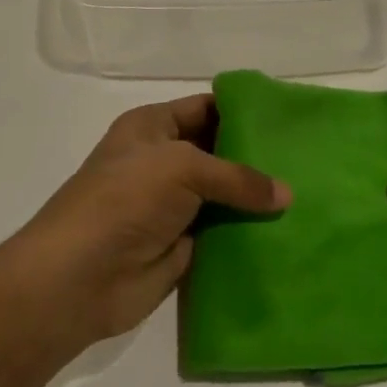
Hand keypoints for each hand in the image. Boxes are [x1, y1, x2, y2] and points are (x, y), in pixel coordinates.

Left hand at [0, 95, 290, 351]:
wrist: (78, 278)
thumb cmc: (125, 199)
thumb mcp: (182, 168)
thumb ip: (236, 177)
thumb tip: (287, 194)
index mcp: (152, 127)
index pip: (205, 108)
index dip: (242, 110)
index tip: (286, 118)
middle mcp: (162, 162)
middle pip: (218, 153)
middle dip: (256, 157)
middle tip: (306, 160)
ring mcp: (172, 206)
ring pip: (223, 197)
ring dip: (255, 200)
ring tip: (308, 195)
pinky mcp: (181, 247)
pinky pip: (222, 235)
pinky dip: (247, 235)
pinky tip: (288, 233)